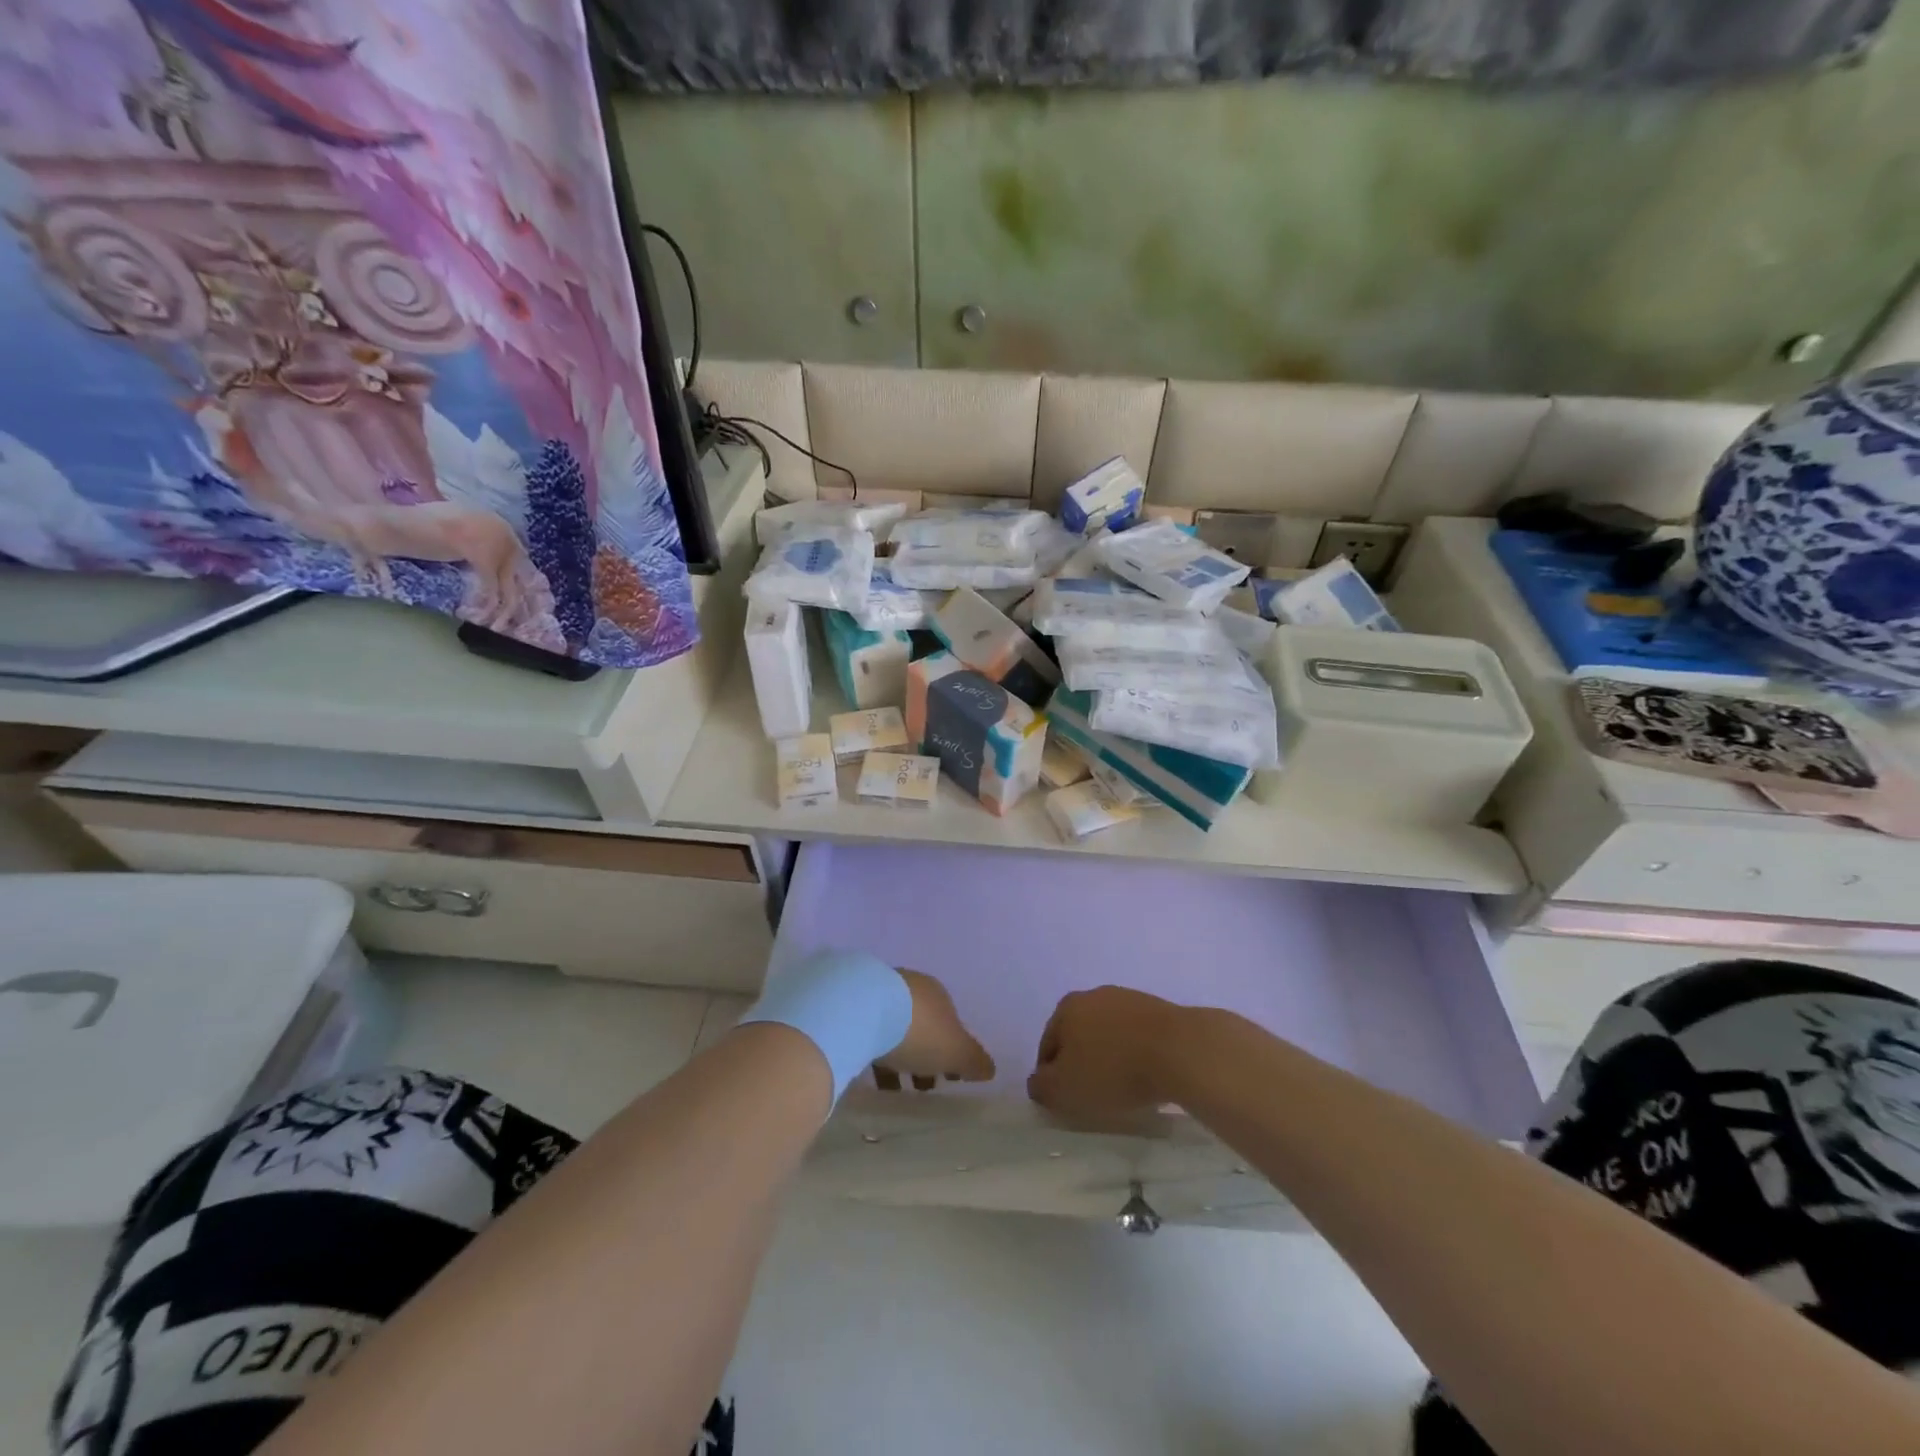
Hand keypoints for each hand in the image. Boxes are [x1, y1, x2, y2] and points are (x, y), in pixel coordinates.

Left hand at [872, 969, 995, 1089]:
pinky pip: (870, 1033)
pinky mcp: (854, 1004)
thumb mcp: (955, 1051)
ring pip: (895, 1029)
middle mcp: (911, 988)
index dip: (952, 1051)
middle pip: (923, 1026)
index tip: (949, 1078)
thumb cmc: (918, 1031)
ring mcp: (880, 993)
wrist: (862, 1010)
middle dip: (925, 1054)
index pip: (951, 1023)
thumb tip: (990, 1069)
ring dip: (899, 1056)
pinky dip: (875, 1053)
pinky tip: (872, 1077)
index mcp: (938, 994)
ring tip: (895, 1089)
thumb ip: (975, 1061)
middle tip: (923, 1087)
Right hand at [1026, 987, 1186, 1125]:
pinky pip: (1138, 1038)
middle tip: (1094, 1098)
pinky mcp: (1159, 1009)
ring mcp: (1129, 999)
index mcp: (1066, 1008)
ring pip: (1110, 1036)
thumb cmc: (1113, 1070)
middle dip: (1082, 1065)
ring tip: (1125, 1091)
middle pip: (1079, 1037)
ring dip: (1112, 1060)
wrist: (1180, 1050)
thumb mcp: (1065, 1090)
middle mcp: (1094, 995)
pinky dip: (1138, 1056)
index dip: (1052, 1078)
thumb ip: (1043, 1087)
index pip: (1048, 1047)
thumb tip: (1038, 1081)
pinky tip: (1148, 1077)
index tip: (1067, 1102)